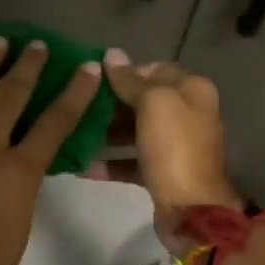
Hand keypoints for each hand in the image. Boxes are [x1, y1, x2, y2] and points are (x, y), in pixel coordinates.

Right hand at [96, 51, 241, 252]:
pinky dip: (109, 162)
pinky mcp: (161, 172)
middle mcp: (186, 114)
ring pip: (134, 131)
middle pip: (142, 101)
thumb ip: (130, 80)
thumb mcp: (153, 104)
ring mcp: (174, 145)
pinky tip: (81, 165)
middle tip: (77, 105)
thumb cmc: (174, 148)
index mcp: (191, 90)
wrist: (191, 210)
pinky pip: (130, 161)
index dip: (125, 72)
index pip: (154, 70)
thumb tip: (112, 55)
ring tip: (72, 132)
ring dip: (105, 132)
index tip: (93, 78)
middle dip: (110, 103)